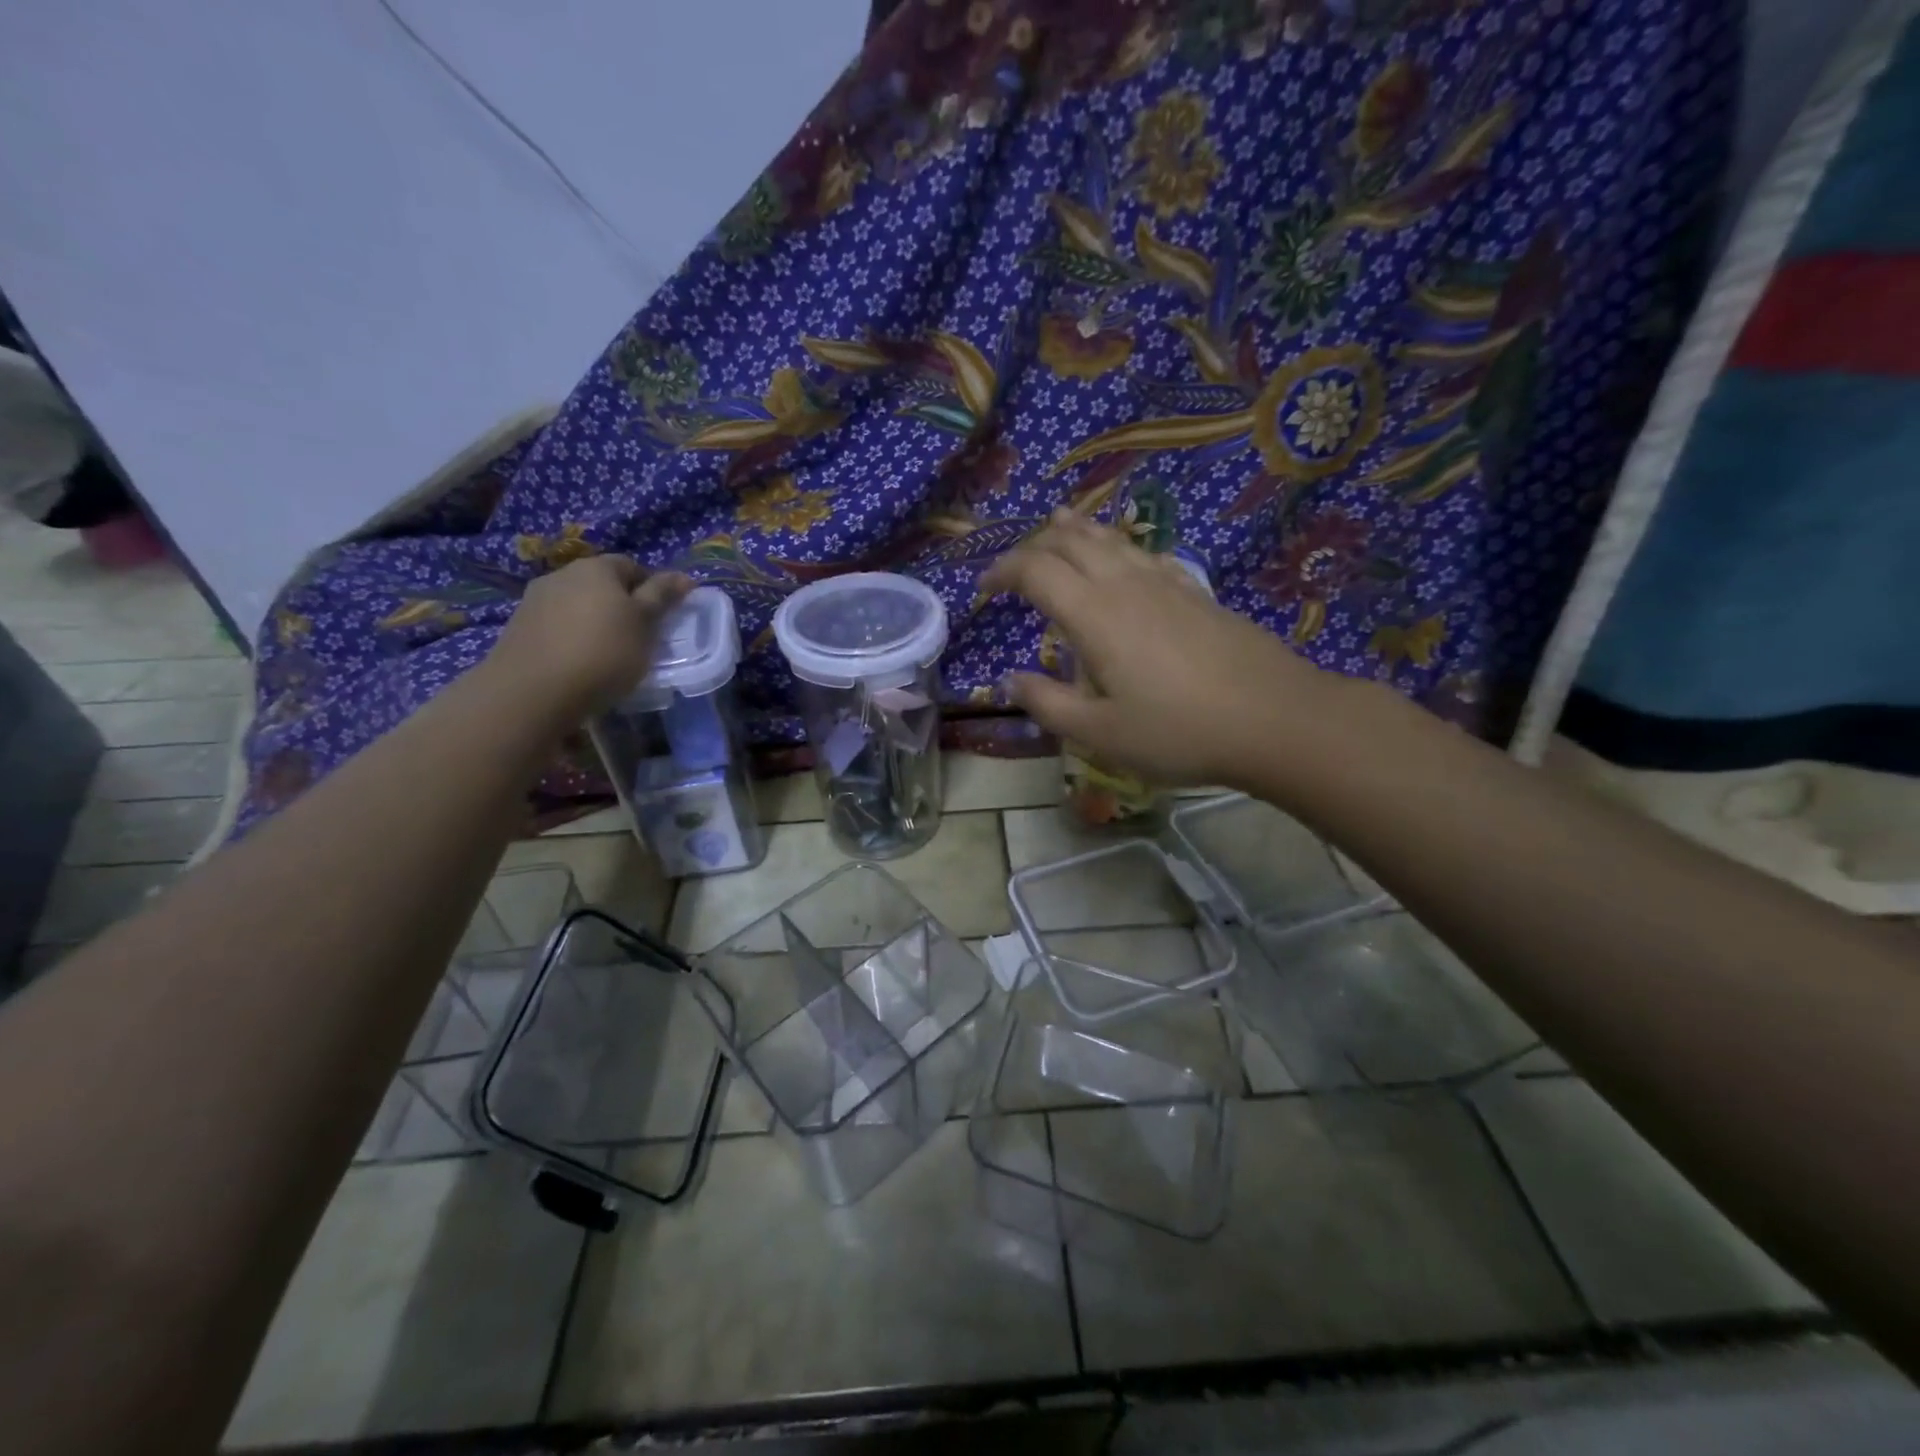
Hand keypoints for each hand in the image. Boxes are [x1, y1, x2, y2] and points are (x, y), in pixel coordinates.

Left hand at [486, 555, 693, 717]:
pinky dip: (571, 637)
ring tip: (606, 654)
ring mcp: (535, 599)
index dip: (651, 589)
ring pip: (577, 604)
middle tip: (637, 637)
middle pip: (601, 584)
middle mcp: (563, 574)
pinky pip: (556, 625)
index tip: (660, 618)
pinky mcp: (519, 627)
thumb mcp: (645, 625)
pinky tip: (578, 662)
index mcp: (598, 568)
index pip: (632, 566)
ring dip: (593, 621)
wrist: (533, 690)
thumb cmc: (604, 652)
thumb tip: (684, 576)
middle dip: (620, 604)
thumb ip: (662, 597)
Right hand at [980, 511, 1340, 788]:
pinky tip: (1123, 556)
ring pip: (1110, 538)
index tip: (984, 586)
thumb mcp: (1101, 733)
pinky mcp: (1195, 592)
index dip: (1002, 570)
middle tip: (1014, 564)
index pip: (1035, 570)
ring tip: (1057, 523)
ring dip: (1076, 531)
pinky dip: (1118, 545)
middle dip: (1034, 544)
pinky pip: (1143, 553)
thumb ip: (1048, 704)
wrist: (1275, 718)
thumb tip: (1011, 680)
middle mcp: (1125, 584)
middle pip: (1070, 541)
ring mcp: (1165, 583)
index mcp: (1094, 614)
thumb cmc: (1179, 731)